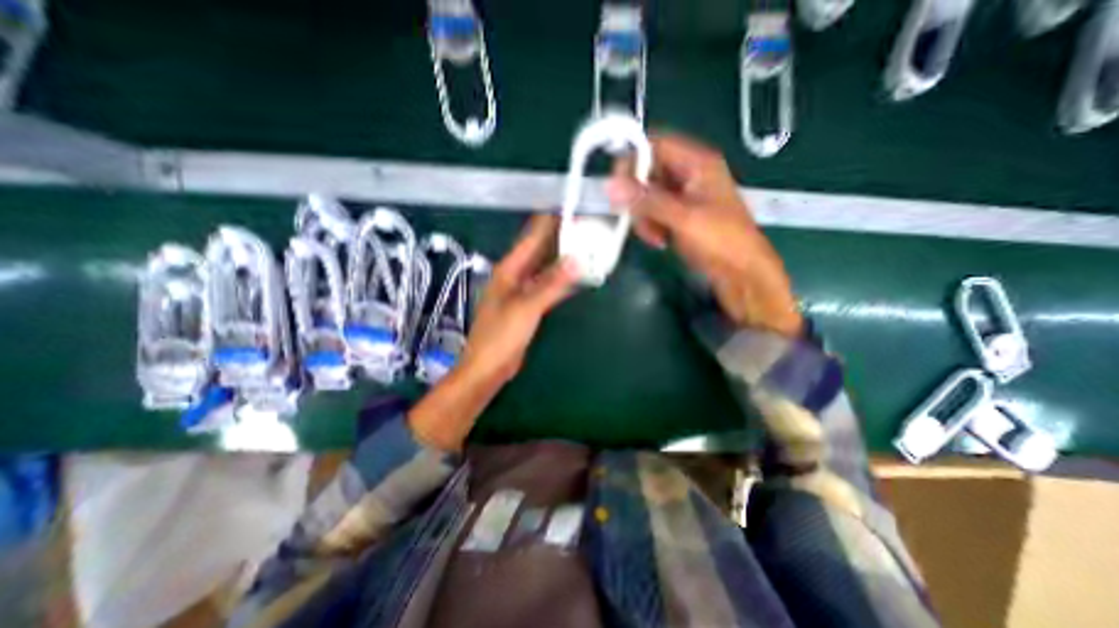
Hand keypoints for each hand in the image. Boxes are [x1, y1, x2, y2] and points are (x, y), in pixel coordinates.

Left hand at [410, 215, 575, 451]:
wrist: (488, 367)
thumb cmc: (501, 336)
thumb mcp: (527, 307)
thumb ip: (552, 283)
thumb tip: (577, 259)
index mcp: (509, 269)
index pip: (531, 238)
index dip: (549, 222)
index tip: (571, 209)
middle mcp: (514, 275)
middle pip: (539, 251)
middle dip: (560, 239)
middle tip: (586, 228)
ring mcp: (521, 291)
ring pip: (544, 269)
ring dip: (562, 260)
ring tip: (585, 248)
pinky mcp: (527, 306)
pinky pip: (546, 286)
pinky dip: (561, 281)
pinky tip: (575, 278)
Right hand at [609, 133, 798, 338]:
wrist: (740, 272)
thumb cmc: (720, 240)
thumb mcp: (682, 218)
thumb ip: (646, 200)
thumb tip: (610, 185)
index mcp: (697, 163)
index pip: (655, 145)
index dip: (633, 160)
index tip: (617, 186)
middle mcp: (688, 174)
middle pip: (647, 172)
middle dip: (638, 197)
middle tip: (638, 218)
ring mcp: (682, 196)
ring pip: (646, 196)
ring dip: (643, 217)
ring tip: (655, 236)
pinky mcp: (677, 215)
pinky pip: (652, 213)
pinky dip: (650, 226)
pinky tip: (659, 240)